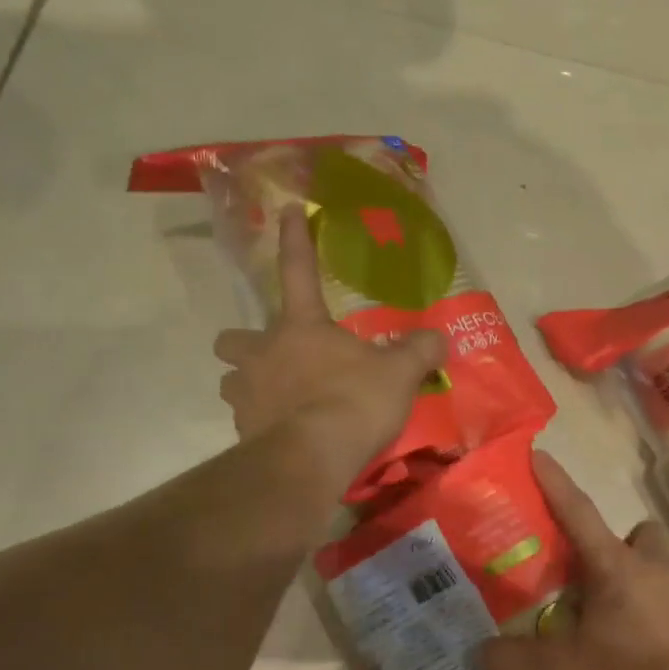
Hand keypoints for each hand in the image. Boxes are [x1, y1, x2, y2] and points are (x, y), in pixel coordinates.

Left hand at [214, 208, 444, 493]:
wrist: (312, 459)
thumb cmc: (354, 401)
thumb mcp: (399, 373)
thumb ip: (419, 351)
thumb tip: (438, 338)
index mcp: (301, 327)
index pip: (297, 270)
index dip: (294, 239)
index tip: (286, 210)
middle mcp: (263, 353)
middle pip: (232, 338)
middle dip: (245, 343)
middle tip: (272, 356)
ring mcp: (247, 394)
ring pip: (230, 381)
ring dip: (248, 384)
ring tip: (276, 397)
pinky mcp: (242, 433)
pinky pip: (245, 421)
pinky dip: (261, 423)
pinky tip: (285, 434)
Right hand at [473, 453, 668, 669]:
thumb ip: (514, 661)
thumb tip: (473, 654)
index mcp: (617, 567)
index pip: (578, 512)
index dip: (555, 482)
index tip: (539, 452)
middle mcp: (657, 569)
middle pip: (639, 534)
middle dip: (616, 545)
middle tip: (591, 579)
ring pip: (659, 566)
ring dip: (636, 580)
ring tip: (610, 621)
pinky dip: (655, 614)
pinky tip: (640, 651)